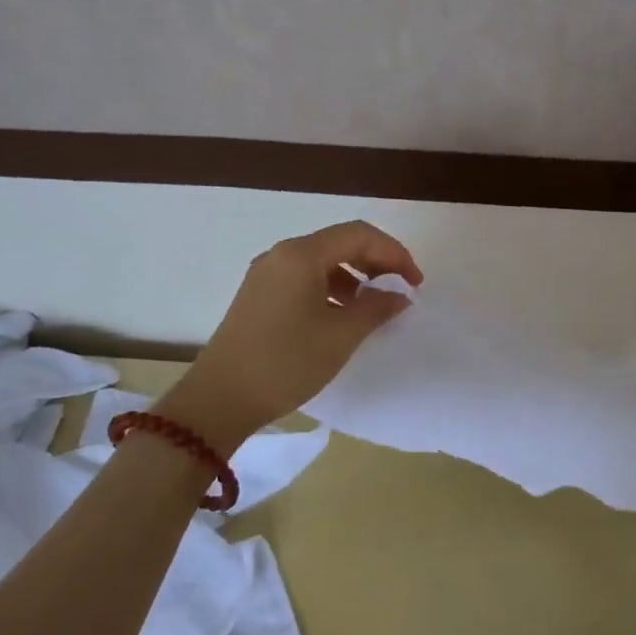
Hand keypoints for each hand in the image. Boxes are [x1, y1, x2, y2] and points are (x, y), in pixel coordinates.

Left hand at [158, 221, 423, 451]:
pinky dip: (331, 287)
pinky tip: (342, 314)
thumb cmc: (286, 362)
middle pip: (340, 242)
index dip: (394, 254)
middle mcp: (282, 254)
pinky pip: (304, 277)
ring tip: (374, 305)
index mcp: (302, 254)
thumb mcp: (341, 336)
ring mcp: (266, 273)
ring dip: (354, 275)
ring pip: (322, 260)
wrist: (220, 399)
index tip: (415, 283)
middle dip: (376, 261)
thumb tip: (399, 295)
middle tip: (400, 289)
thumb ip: (376, 308)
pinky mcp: (258, 294)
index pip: (359, 235)